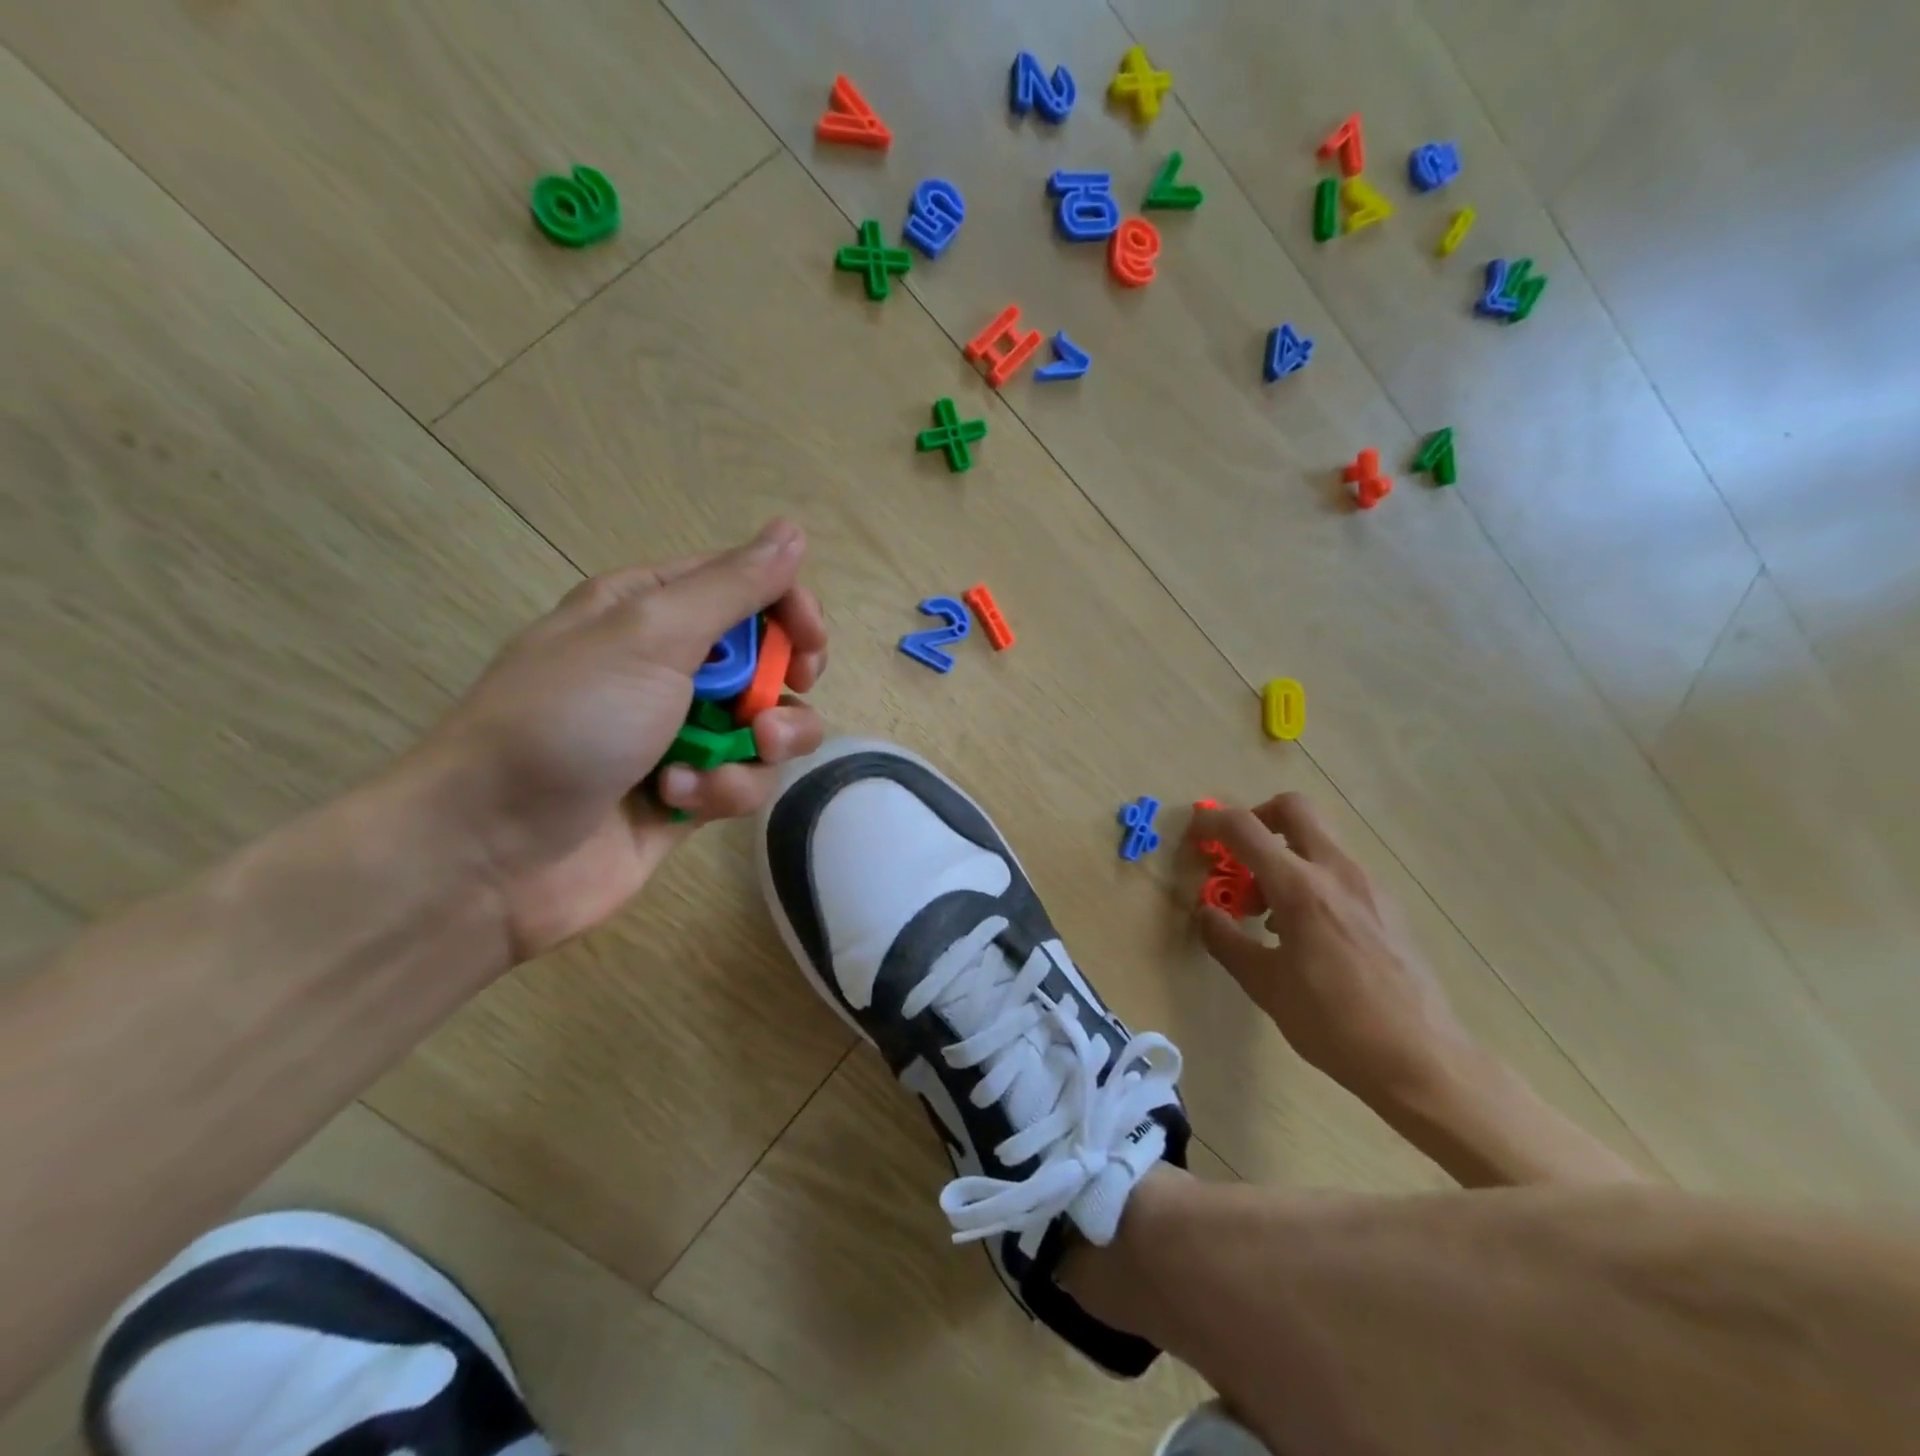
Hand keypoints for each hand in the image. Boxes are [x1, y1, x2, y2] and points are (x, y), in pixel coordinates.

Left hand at [412, 519, 826, 960]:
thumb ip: (732, 587)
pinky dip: (721, 789)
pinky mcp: (689, 792)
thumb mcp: (650, 635)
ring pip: (768, 726)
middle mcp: (669, 666)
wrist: (491, 848)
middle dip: (781, 688)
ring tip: (719, 765)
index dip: (789, 610)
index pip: (747, 588)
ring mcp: (681, 732)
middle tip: (769, 713)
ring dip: (760, 747)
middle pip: (767, 660)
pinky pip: (743, 779)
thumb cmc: (568, 721)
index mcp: (649, 610)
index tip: (808, 647)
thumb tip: (792, 531)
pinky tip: (678, 800)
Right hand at [1190, 794, 1476, 1108]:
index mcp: (1300, 887)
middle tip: (1242, 855)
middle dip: (1259, 818)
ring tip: (1271, 913)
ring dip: (1286, 856)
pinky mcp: (1390, 907)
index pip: (1246, 829)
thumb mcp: (1264, 984)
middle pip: (1294, 809)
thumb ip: (1226, 940)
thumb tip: (1206, 913)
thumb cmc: (1332, 1022)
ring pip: (1320, 841)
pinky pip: (1341, 871)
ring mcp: (1370, 886)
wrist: (1421, 1060)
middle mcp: (1337, 872)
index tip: (1196, 834)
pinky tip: (1309, 933)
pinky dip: (1313, 880)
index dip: (1213, 823)